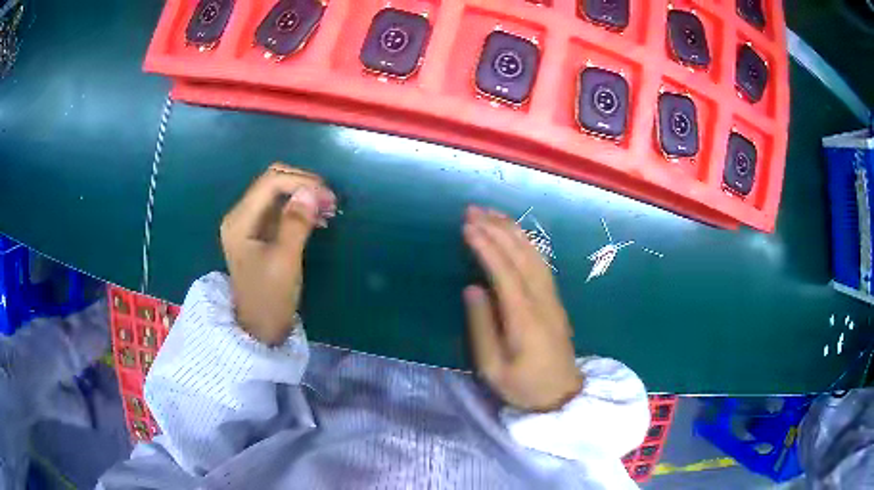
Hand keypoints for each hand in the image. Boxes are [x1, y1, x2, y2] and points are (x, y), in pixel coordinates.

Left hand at [220, 163, 335, 345]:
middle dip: (303, 185)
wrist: (260, 328)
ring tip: (329, 210)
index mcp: (240, 220)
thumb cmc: (270, 298)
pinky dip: (300, 208)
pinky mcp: (259, 232)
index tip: (329, 197)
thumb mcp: (285, 261)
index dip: (301, 183)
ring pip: (278, 193)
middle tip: (330, 201)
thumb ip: (296, 223)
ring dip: (304, 195)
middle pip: (273, 182)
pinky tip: (318, 219)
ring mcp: (249, 223)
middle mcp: (241, 215)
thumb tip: (312, 191)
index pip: (270, 183)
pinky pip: (281, 209)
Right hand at [463, 206, 582, 411]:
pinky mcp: (555, 300)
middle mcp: (542, 301)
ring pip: (534, 255)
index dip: (486, 247)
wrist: (562, 396)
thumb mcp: (493, 368)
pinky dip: (527, 242)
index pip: (504, 272)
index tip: (466, 227)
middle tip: (472, 211)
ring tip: (491, 213)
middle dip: (497, 229)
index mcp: (525, 318)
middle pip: (521, 256)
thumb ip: (482, 327)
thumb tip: (471, 288)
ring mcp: (552, 298)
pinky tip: (516, 235)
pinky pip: (542, 263)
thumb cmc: (524, 387)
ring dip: (513, 231)